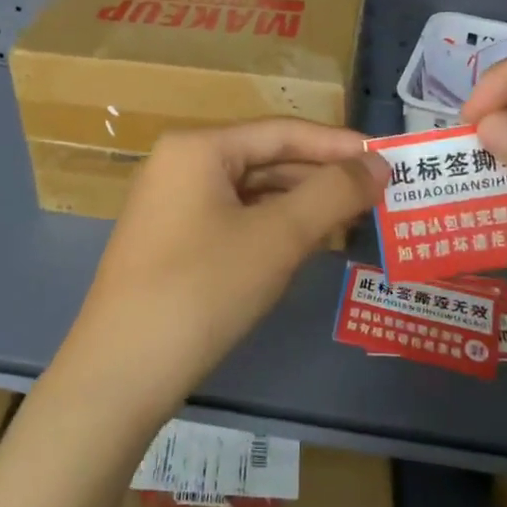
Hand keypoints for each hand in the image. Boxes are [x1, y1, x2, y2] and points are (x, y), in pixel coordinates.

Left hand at [51, 120, 388, 427]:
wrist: (120, 374)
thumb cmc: (203, 289)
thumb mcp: (277, 238)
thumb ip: (332, 194)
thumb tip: (378, 165)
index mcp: (198, 147)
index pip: (281, 132)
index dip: (337, 144)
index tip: (386, 159)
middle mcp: (180, 164)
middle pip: (264, 158)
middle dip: (319, 177)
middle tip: (374, 195)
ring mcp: (170, 204)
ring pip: (249, 191)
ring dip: (299, 204)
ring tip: (349, 219)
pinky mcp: (170, 241)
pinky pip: (232, 218)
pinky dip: (270, 227)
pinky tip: (303, 245)